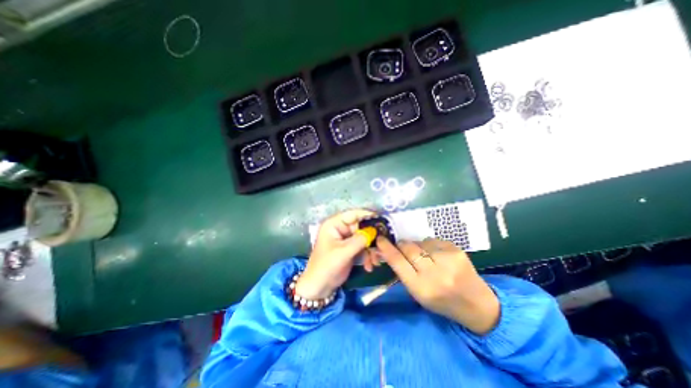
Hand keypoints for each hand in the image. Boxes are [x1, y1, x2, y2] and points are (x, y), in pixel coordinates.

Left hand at [295, 209, 374, 299]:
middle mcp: (341, 229)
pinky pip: (363, 247)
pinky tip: (369, 266)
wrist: (320, 287)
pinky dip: (368, 255)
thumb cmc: (326, 266)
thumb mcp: (343, 252)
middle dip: (372, 237)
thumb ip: (359, 240)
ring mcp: (346, 239)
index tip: (382, 219)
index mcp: (334, 224)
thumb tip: (374, 231)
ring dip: (371, 249)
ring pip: (364, 238)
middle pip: (361, 226)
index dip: (367, 215)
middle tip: (382, 246)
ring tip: (375, 261)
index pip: (353, 214)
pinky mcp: (350, 249)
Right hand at [376, 237, 500, 332]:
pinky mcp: (457, 251)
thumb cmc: (441, 301)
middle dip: (402, 245)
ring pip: (421, 242)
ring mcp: (448, 261)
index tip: (380, 239)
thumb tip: (389, 251)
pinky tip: (437, 255)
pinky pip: (434, 240)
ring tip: (426, 256)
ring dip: (418, 246)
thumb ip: (403, 272)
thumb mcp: (418, 293)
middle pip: (408, 248)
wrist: (477, 304)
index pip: (397, 262)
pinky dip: (431, 245)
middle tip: (401, 246)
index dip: (386, 248)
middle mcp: (434, 274)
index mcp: (421, 288)